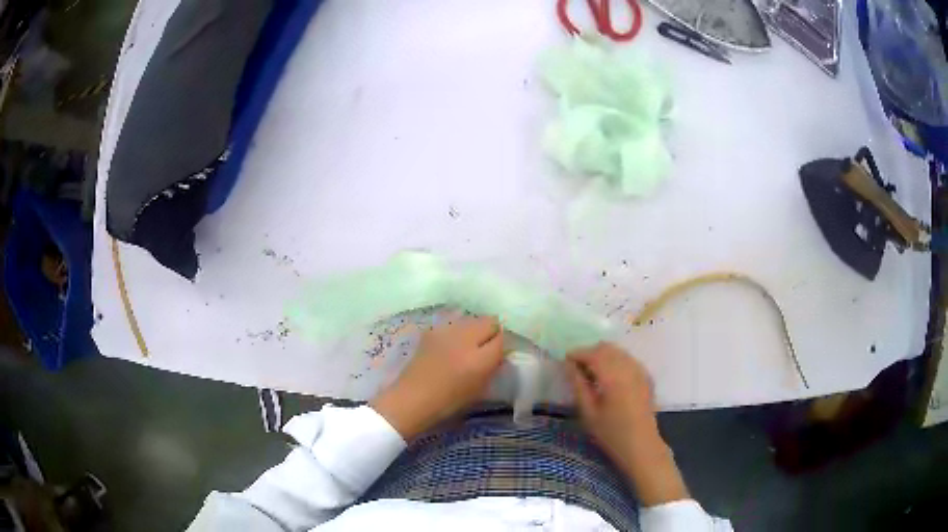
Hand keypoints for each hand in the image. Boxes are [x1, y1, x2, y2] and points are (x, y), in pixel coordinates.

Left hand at [371, 316, 504, 440]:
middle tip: (486, 348)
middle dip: (492, 332)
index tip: (500, 353)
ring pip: (471, 320)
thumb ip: (492, 366)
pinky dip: (458, 331)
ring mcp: (446, 331)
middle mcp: (465, 339)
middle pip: (489, 321)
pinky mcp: (432, 330)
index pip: (503, 338)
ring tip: (468, 345)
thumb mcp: (480, 389)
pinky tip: (451, 346)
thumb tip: (499, 352)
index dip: (503, 345)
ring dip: (475, 329)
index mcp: (479, 359)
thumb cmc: (448, 402)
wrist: (412, 399)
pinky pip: (454, 324)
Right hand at [567, 343, 688, 505]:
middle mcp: (629, 368)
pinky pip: (628, 359)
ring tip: (591, 372)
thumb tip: (569, 366)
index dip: (577, 353)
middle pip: (607, 348)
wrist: (641, 446)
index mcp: (613, 377)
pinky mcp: (646, 376)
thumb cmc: (611, 434)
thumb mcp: (588, 413)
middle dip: (590, 352)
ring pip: (618, 351)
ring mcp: (640, 371)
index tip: (565, 360)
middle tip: (577, 367)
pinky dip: (615, 361)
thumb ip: (578, 386)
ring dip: (603, 355)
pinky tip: (609, 378)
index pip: (593, 354)